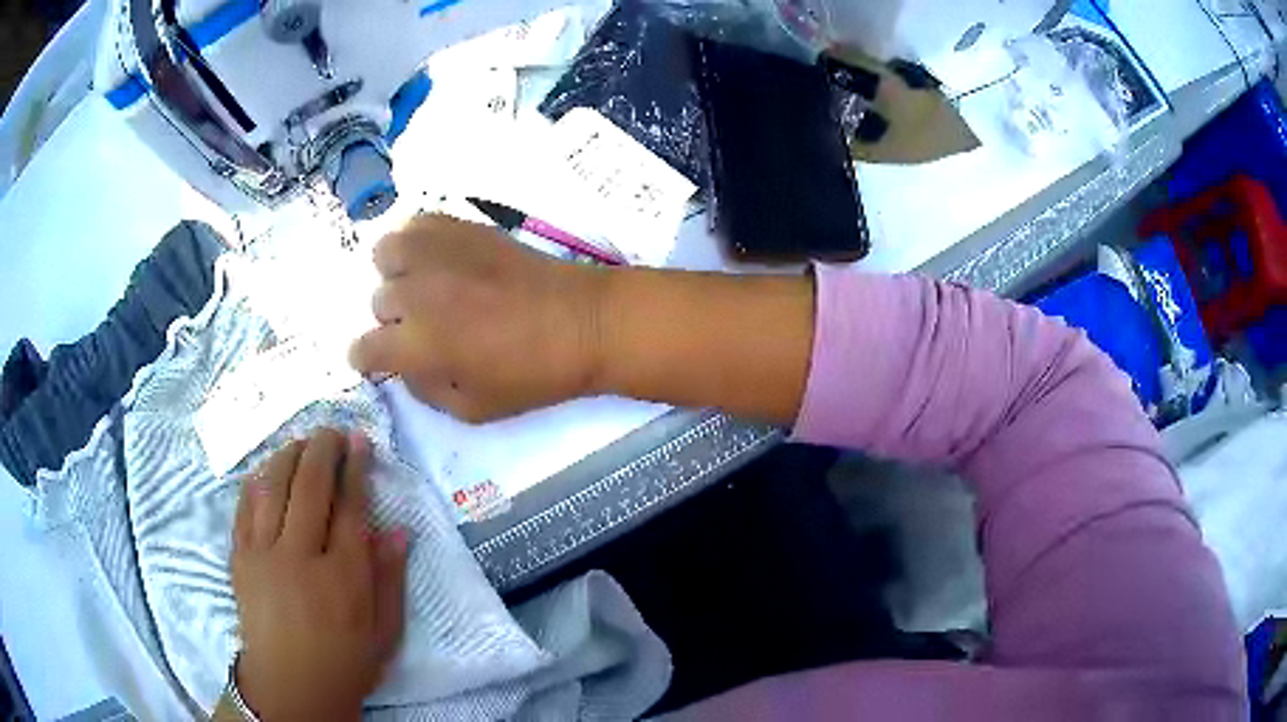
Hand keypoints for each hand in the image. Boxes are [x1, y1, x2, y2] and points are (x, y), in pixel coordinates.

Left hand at [230, 429, 406, 721]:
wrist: (290, 688)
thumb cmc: (345, 663)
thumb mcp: (384, 633)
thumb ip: (391, 580)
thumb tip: (397, 530)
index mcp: (343, 578)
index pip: (350, 507)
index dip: (355, 469)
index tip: (360, 442)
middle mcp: (300, 557)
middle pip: (309, 486)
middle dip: (322, 450)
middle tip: (331, 431)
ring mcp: (264, 555)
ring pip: (273, 488)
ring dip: (288, 456)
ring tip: (301, 442)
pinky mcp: (240, 559)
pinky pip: (244, 508)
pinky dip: (256, 481)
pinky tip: (266, 470)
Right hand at [349, 214, 607, 422]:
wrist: (583, 323)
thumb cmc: (533, 376)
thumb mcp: (473, 409)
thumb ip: (426, 391)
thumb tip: (405, 368)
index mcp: (418, 345)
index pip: (364, 349)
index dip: (367, 359)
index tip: (376, 360)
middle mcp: (417, 293)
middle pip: (378, 303)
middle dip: (394, 322)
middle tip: (424, 329)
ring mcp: (439, 254)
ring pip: (386, 254)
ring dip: (396, 274)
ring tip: (422, 286)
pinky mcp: (463, 228)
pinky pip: (417, 223)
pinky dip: (417, 240)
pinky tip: (436, 258)